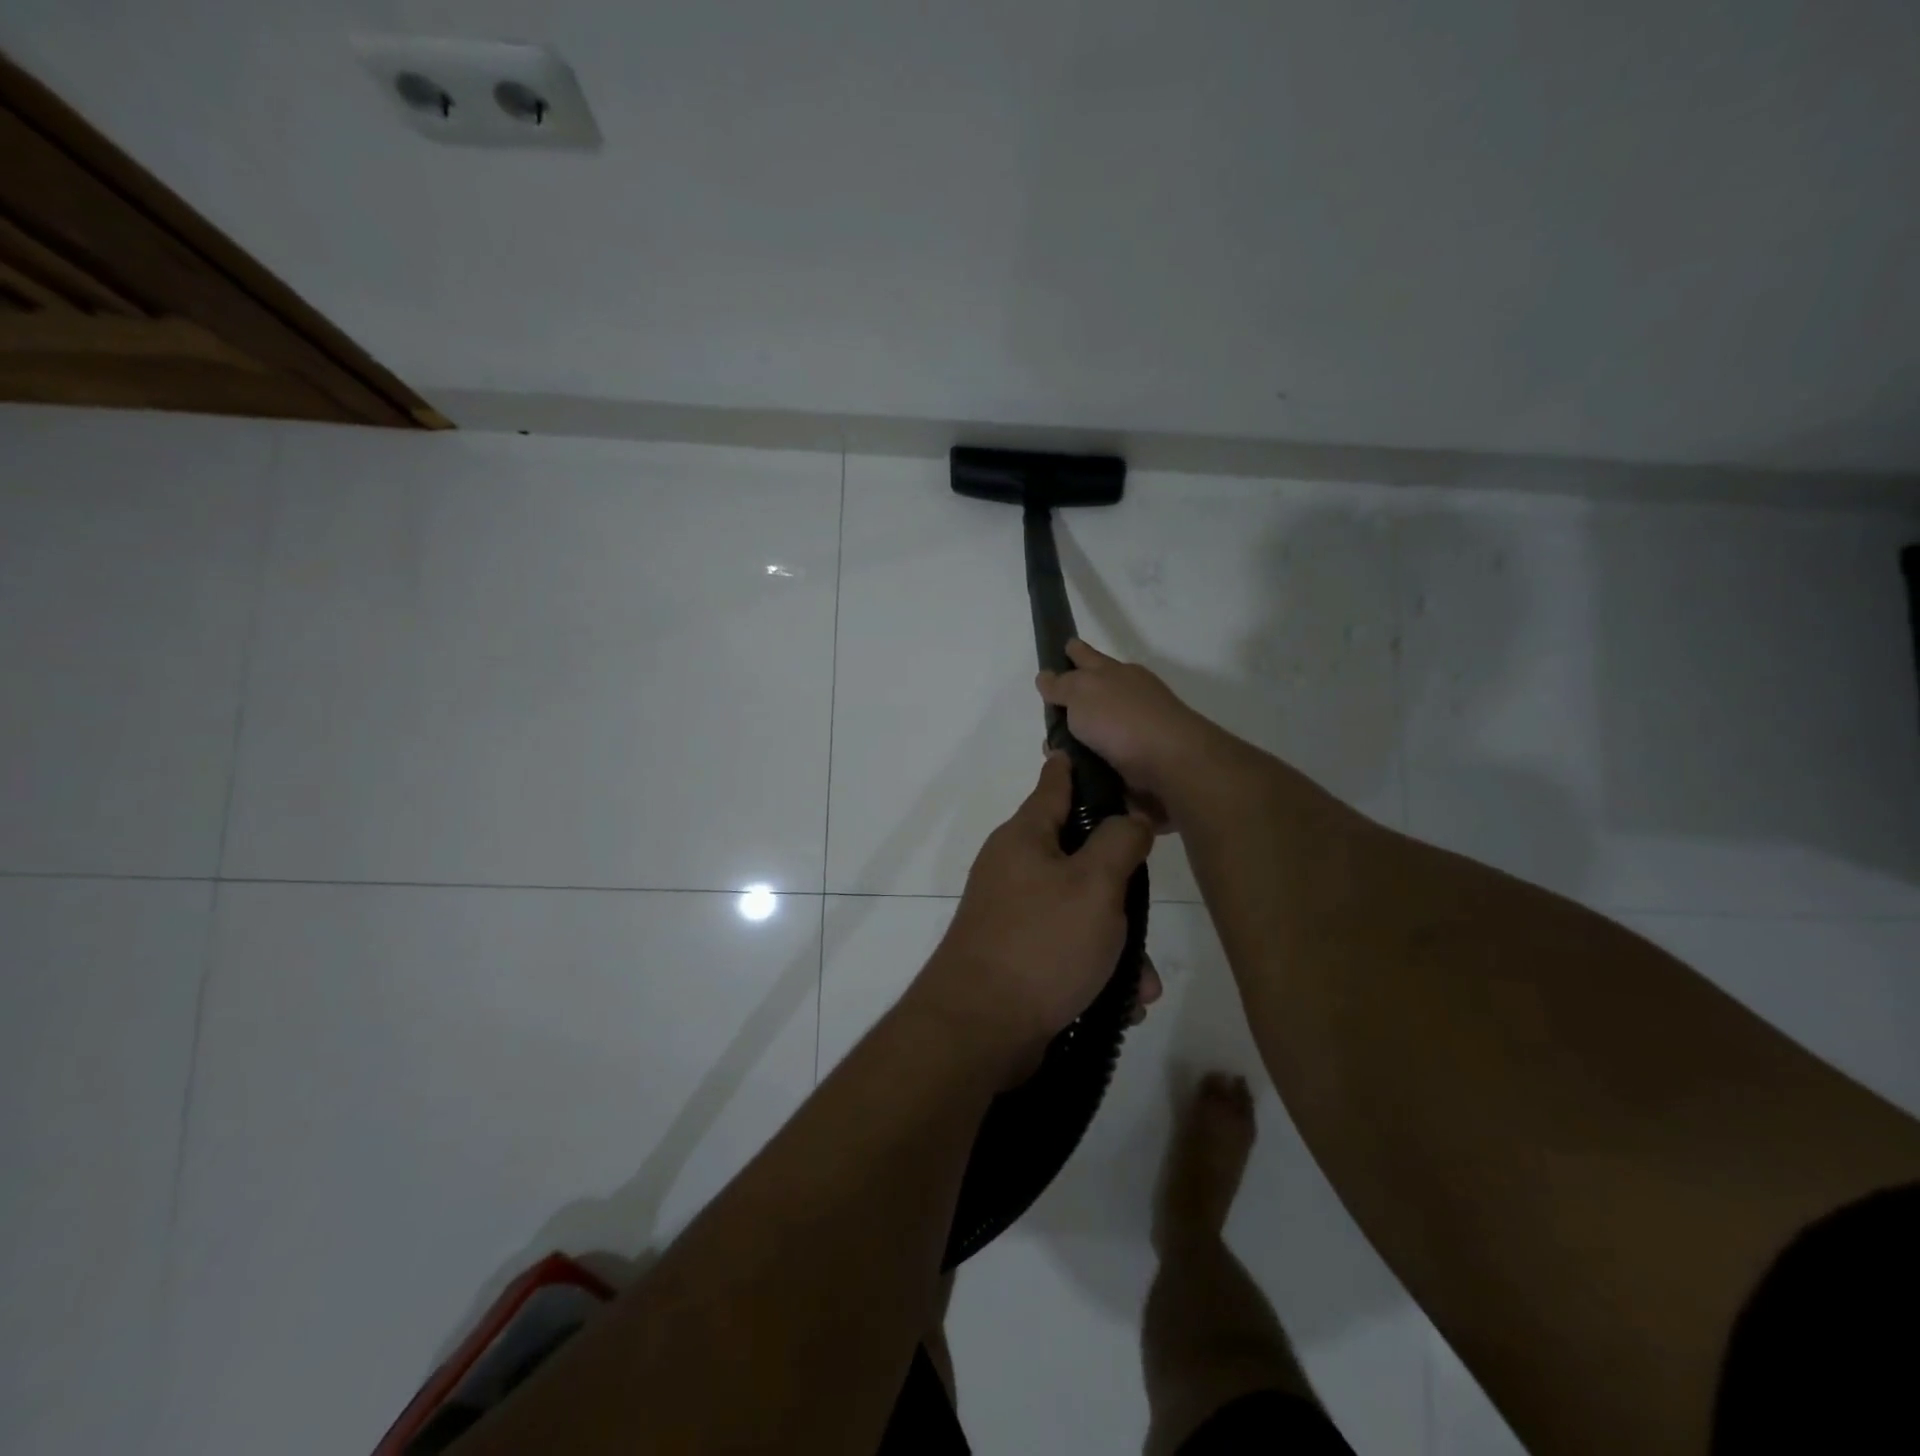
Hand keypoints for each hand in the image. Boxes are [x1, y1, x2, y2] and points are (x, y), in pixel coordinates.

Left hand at [909, 754, 1153, 1081]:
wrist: (979, 1028)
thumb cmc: (1042, 943)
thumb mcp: (1094, 884)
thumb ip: (1119, 842)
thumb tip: (1130, 819)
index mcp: (1025, 837)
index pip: (1054, 785)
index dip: (1075, 767)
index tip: (1085, 749)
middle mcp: (1013, 868)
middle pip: (1078, 855)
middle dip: (1119, 885)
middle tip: (1147, 906)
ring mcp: (1011, 913)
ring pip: (1079, 910)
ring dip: (1115, 942)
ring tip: (1142, 982)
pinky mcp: (1015, 955)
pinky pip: (1067, 949)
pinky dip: (1095, 969)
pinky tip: (1121, 1004)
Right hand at [1036, 641, 1216, 817]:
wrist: (1170, 763)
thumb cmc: (1122, 720)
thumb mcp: (1082, 692)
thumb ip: (1062, 685)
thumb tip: (1046, 676)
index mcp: (1115, 674)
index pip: (1088, 656)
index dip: (1074, 652)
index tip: (1065, 647)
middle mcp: (1127, 698)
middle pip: (1093, 694)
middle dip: (1073, 700)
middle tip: (1050, 713)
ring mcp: (1135, 730)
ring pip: (1096, 730)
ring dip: (1076, 739)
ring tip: (1053, 752)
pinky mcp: (1138, 762)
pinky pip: (1103, 758)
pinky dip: (1088, 763)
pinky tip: (1072, 772)